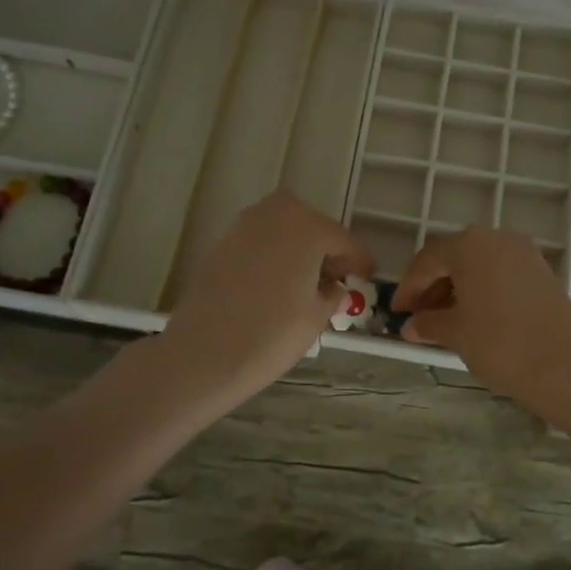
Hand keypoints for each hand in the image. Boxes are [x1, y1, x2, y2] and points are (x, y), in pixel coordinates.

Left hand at [158, 192, 374, 410]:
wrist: (203, 354)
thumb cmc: (272, 334)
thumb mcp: (316, 316)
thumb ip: (332, 294)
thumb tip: (335, 288)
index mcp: (306, 226)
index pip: (344, 240)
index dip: (359, 262)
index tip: (367, 278)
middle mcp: (274, 215)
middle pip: (312, 227)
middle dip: (326, 250)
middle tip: (335, 281)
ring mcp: (242, 227)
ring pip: (283, 231)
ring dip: (298, 251)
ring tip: (305, 286)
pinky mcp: (220, 245)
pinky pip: (259, 244)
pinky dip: (273, 257)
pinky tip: (275, 287)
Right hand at [392, 227, 570, 409]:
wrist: (565, 367)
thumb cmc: (500, 344)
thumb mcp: (456, 333)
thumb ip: (428, 323)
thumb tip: (411, 326)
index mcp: (470, 245)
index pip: (427, 261)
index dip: (408, 287)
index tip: (396, 312)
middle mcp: (497, 238)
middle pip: (454, 257)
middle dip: (432, 286)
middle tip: (418, 317)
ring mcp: (523, 253)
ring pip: (478, 265)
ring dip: (456, 288)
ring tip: (444, 321)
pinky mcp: (541, 271)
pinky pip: (500, 273)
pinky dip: (481, 290)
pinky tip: (473, 317)